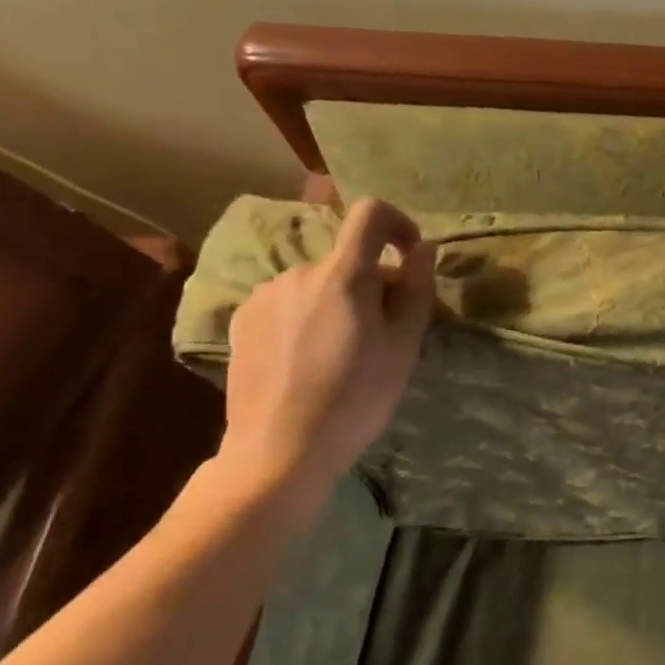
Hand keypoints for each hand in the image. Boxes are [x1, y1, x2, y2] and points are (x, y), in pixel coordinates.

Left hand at [220, 198, 437, 486]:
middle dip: (373, 284)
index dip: (398, 223)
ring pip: (320, 284)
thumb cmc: (357, 397)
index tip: (411, 255)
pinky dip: (309, 317)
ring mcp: (265, 295)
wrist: (280, 450)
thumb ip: (416, 288)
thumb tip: (422, 248)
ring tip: (344, 353)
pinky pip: (290, 302)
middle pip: (349, 260)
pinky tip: (309, 360)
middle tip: (384, 334)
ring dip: (340, 302)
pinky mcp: (242, 320)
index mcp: (342, 275)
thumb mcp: (404, 345)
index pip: (370, 214)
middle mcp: (298, 272)